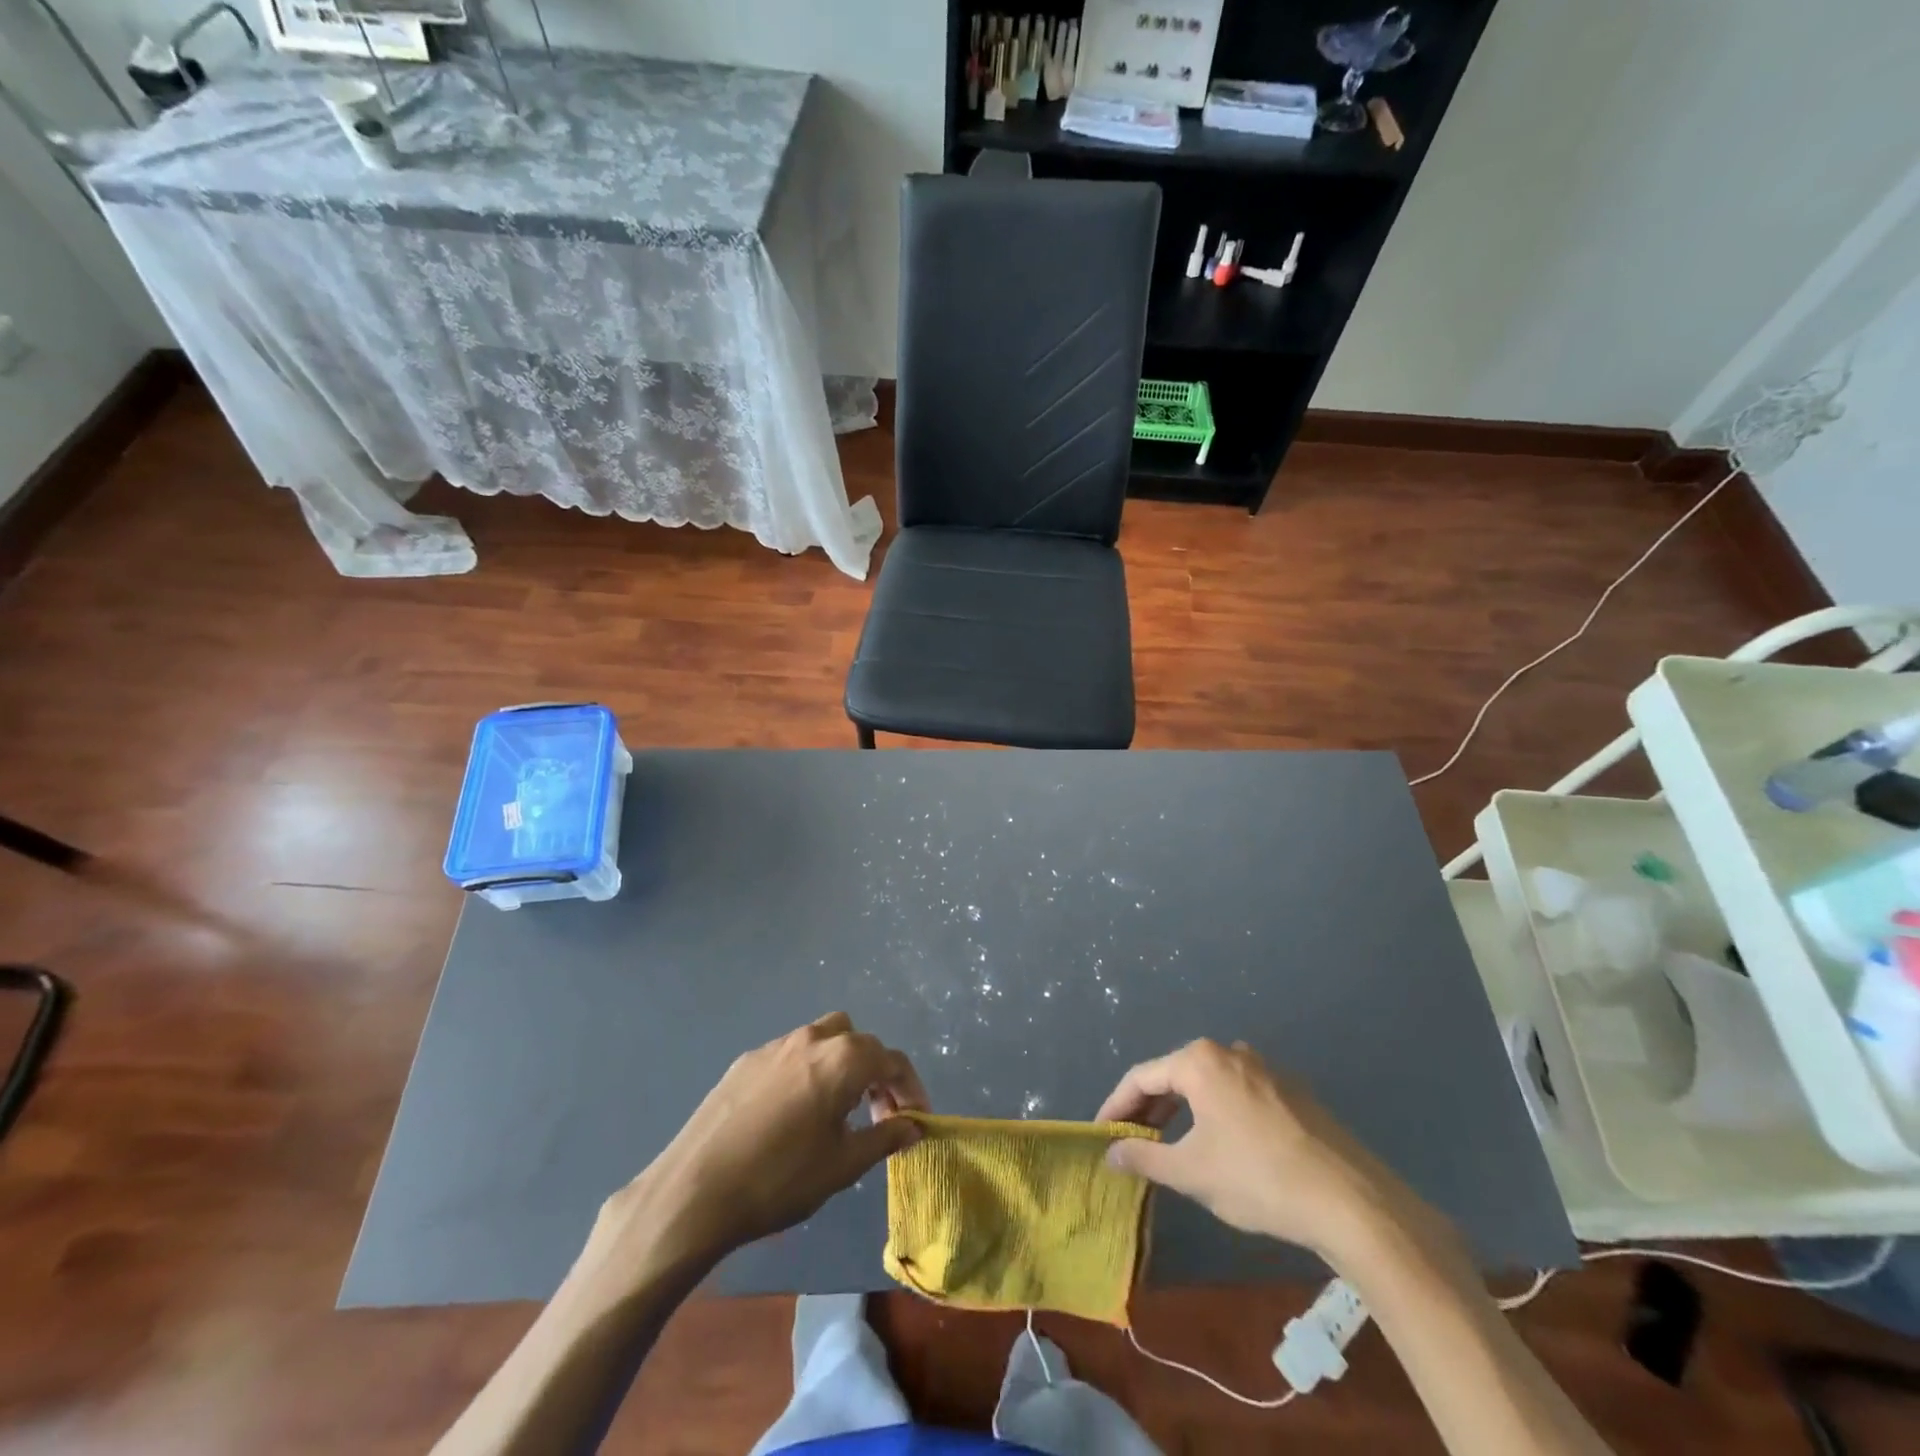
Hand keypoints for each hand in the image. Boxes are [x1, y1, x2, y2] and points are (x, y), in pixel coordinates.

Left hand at [592, 1013, 928, 1276]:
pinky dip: (807, 1071)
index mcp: (842, 1059)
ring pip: (823, 1039)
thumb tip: (913, 1126)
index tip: (916, 1120)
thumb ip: (884, 1138)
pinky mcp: (746, 1061)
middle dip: (876, 1072)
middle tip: (878, 1115)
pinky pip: (791, 1054)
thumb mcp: (842, 1166)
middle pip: (858, 1041)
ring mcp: (775, 1046)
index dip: (910, 1088)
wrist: (695, 1190)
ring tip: (837, 1110)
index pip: (891, 1060)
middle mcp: (811, 1039)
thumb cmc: (779, 1179)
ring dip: (841, 1065)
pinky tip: (794, 1113)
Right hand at [1098, 1039, 1428, 1261]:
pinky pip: (1238, 1094)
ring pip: (1208, 1084)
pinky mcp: (1292, 1091)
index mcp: (1199, 1061)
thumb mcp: (1191, 1173)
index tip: (1101, 1134)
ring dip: (1182, 1111)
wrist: (1351, 1201)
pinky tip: (1220, 1146)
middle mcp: (1230, 1051)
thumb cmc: (1258, 1179)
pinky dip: (1216, 1114)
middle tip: (1131, 1142)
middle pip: (1175, 1075)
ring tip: (1170, 1146)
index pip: (1141, 1077)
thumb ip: (1144, 1159)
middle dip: (1149, 1109)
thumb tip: (1110, 1153)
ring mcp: (1265, 1068)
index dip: (1116, 1106)